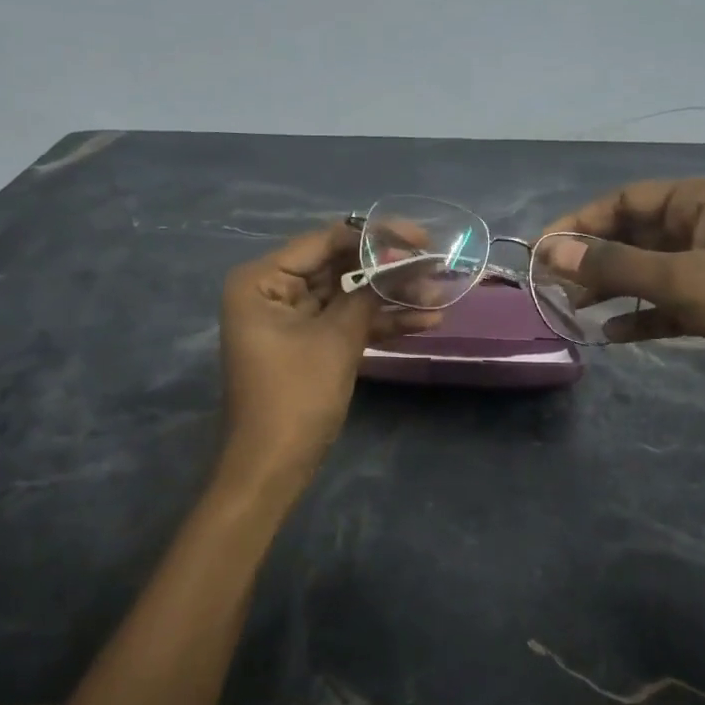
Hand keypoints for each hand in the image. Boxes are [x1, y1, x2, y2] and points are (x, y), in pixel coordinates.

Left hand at [218, 224, 439, 481]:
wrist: (274, 467)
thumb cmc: (295, 397)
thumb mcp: (336, 339)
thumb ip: (367, 294)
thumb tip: (401, 261)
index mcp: (263, 280)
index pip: (326, 241)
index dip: (375, 238)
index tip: (420, 238)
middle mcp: (274, 291)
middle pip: (341, 266)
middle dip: (389, 270)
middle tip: (436, 264)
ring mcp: (294, 319)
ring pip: (350, 296)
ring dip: (393, 298)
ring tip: (441, 295)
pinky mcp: (312, 344)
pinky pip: (348, 322)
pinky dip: (381, 323)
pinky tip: (425, 321)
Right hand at [542, 178, 704, 443]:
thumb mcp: (682, 279)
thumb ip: (614, 265)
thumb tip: (551, 251)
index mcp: (703, 200)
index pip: (626, 200)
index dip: (581, 222)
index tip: (543, 251)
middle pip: (635, 234)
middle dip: (594, 259)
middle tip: (553, 286)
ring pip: (649, 270)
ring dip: (612, 287)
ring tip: (573, 309)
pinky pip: (669, 302)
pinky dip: (641, 314)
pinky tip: (611, 333)